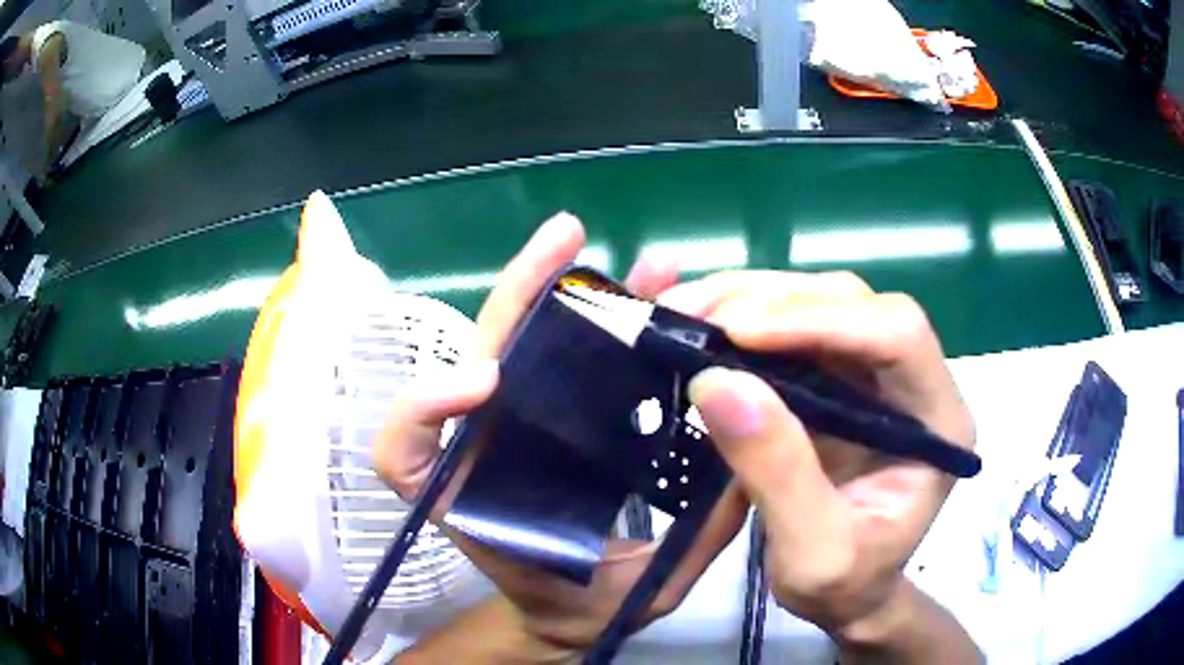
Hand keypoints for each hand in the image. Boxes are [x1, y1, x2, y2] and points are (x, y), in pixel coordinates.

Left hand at [374, 213, 747, 659]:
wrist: (566, 614)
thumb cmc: (585, 604)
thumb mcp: (636, 588)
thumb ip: (685, 544)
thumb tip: (747, 470)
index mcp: (478, 501)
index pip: (407, 454)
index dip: (425, 408)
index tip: (487, 384)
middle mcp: (484, 451)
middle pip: (481, 361)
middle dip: (521, 296)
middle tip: (569, 239)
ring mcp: (514, 429)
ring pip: (521, 348)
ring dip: (565, 295)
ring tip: (632, 262)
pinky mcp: (545, 421)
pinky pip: (555, 363)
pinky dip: (584, 322)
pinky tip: (636, 301)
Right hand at [660, 271, 977, 652]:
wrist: (848, 594)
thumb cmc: (845, 583)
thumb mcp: (813, 553)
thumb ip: (778, 473)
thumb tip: (717, 382)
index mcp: (937, 421)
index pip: (897, 336)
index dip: (822, 321)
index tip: (738, 332)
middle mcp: (913, 380)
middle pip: (855, 303)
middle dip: (772, 300)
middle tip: (693, 314)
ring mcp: (875, 374)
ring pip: (821, 301)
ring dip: (751, 298)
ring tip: (686, 312)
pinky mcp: (839, 377)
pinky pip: (795, 326)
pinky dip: (745, 318)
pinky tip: (704, 325)